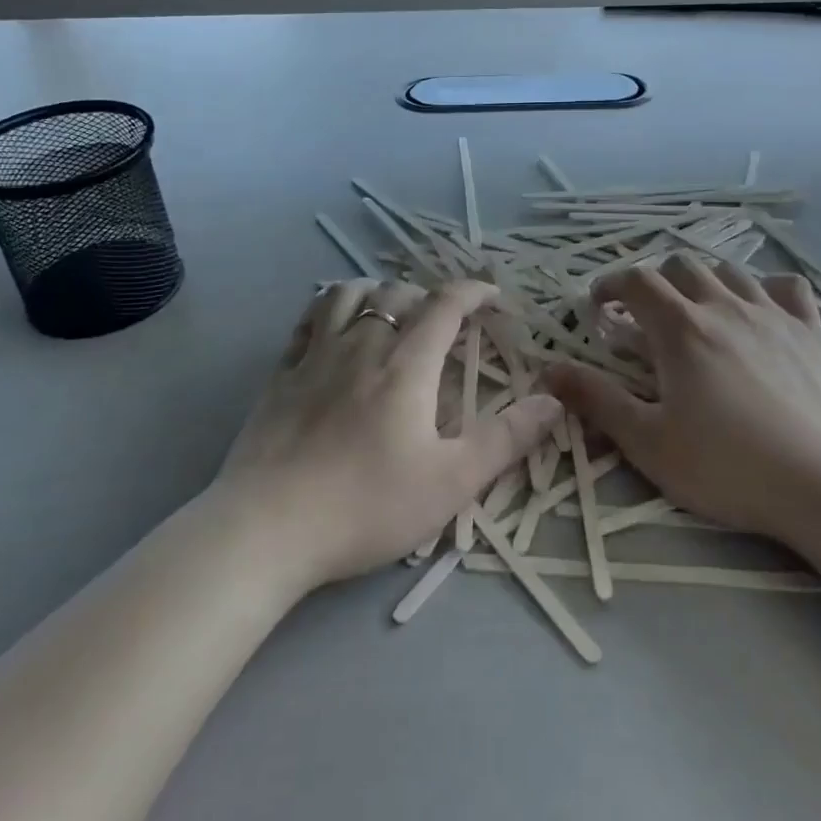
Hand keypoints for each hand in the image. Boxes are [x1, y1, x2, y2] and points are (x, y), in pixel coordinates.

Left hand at [216, 278, 559, 591]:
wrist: (267, 529)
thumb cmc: (366, 505)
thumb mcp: (451, 481)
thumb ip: (505, 438)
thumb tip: (553, 401)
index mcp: (406, 365)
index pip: (445, 305)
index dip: (472, 291)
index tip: (491, 295)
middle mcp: (361, 345)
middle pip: (396, 293)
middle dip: (426, 296)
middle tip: (441, 321)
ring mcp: (315, 356)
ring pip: (346, 294)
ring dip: (375, 291)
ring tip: (388, 311)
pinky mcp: (280, 375)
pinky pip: (307, 321)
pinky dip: (328, 310)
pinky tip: (333, 330)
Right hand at [546, 254, 820, 581]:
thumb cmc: (728, 467)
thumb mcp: (648, 442)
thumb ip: (596, 400)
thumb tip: (548, 370)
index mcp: (681, 328)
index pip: (636, 281)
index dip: (610, 285)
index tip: (598, 307)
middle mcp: (724, 306)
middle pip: (682, 265)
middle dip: (654, 281)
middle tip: (644, 316)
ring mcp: (773, 314)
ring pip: (730, 270)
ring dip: (703, 281)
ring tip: (696, 311)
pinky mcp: (812, 331)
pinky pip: (789, 287)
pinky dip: (766, 288)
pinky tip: (761, 310)